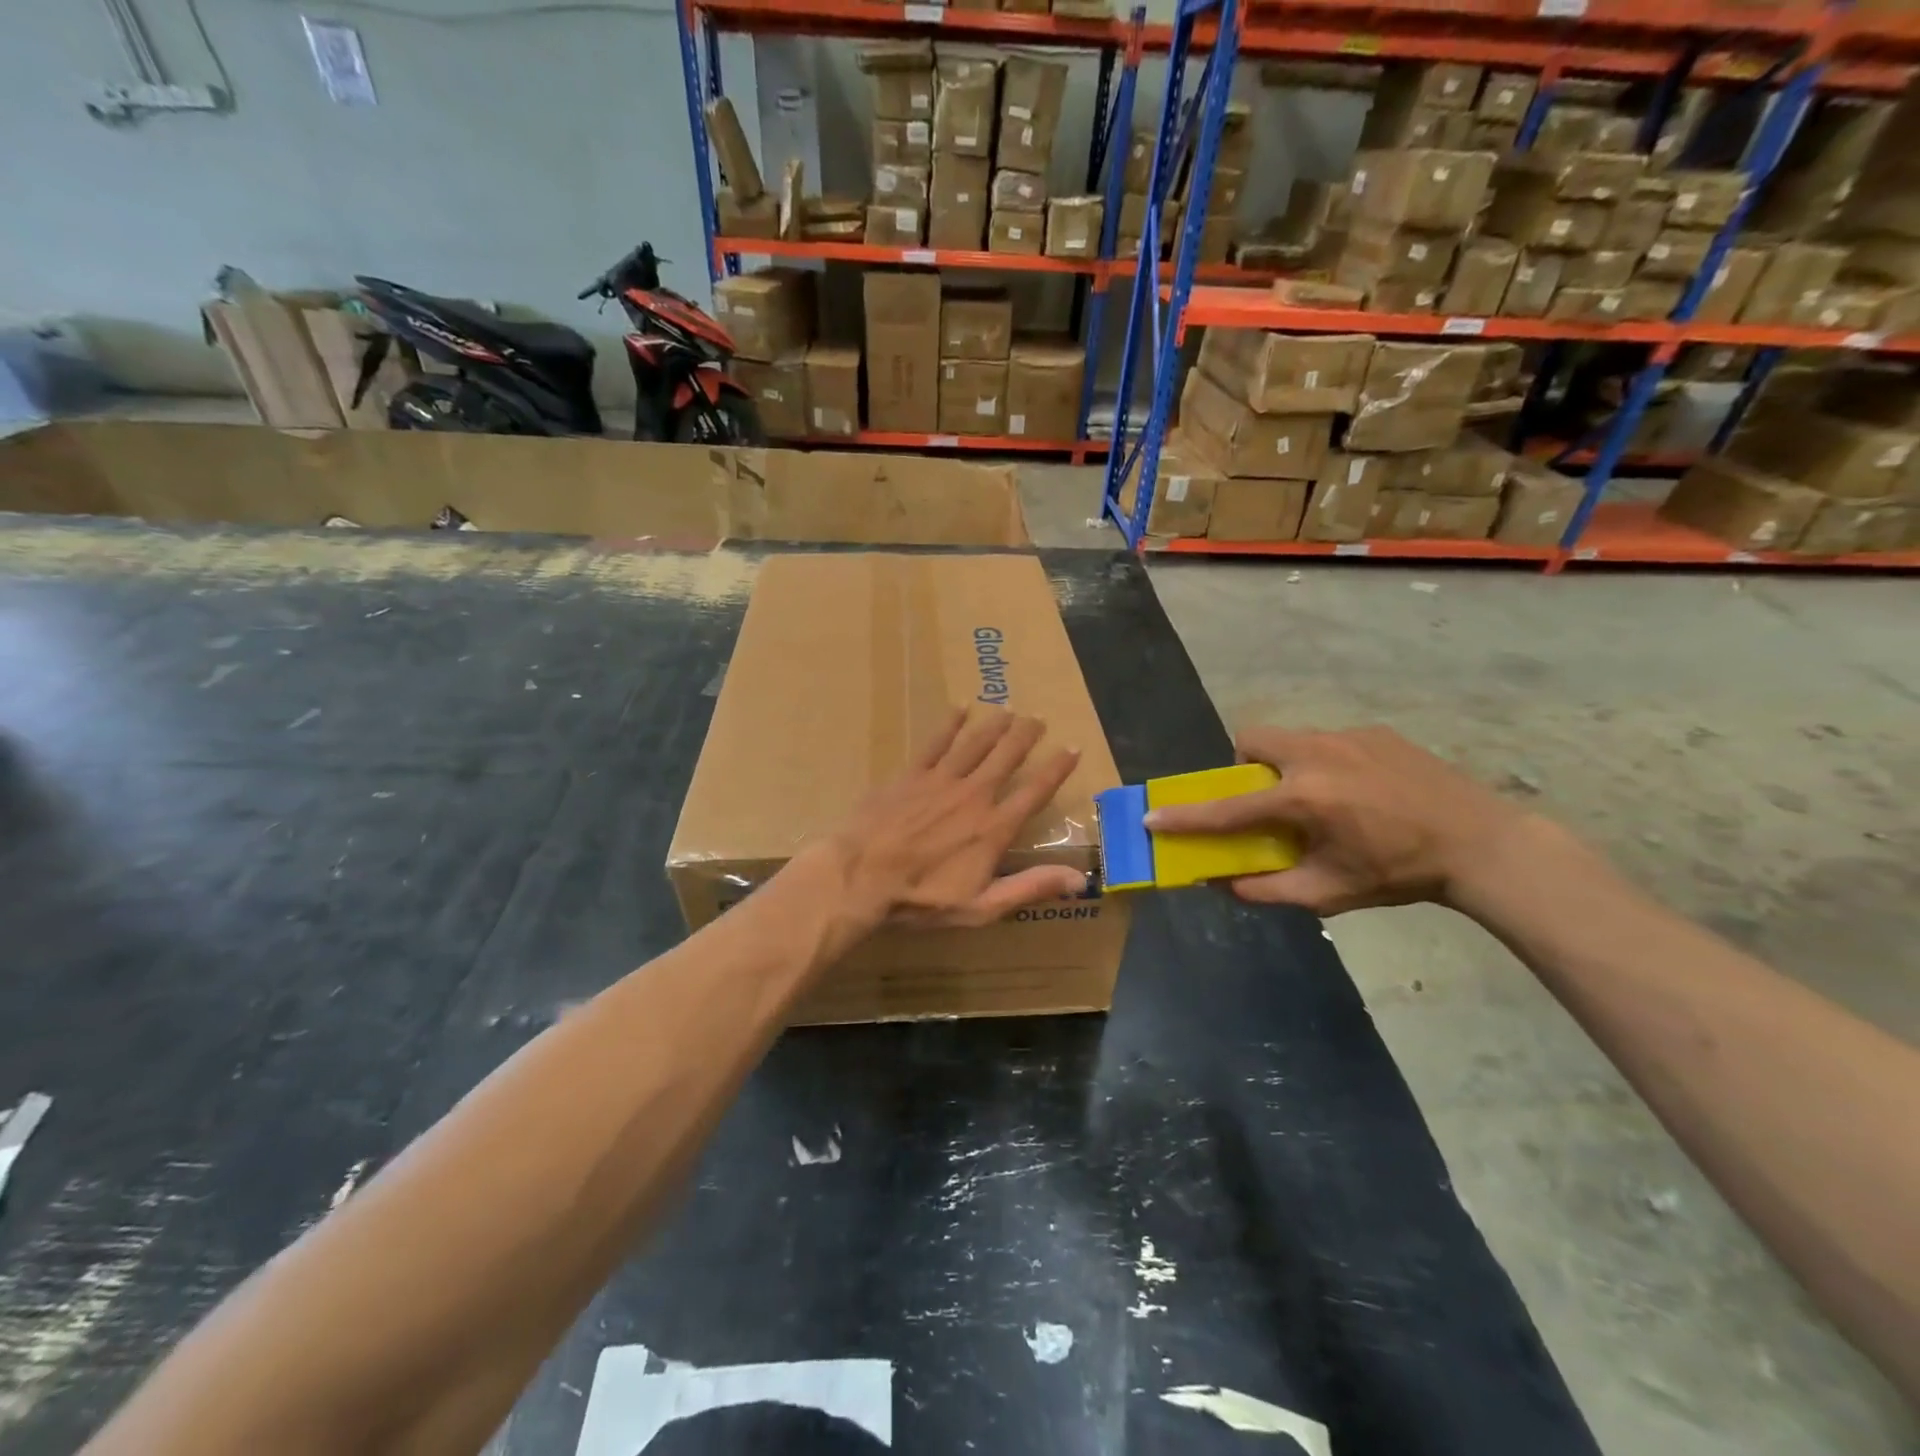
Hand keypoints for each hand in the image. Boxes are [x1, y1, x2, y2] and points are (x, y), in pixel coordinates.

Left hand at [823, 707, 1086, 929]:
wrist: (862, 877)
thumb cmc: (921, 899)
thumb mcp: (981, 907)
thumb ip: (1030, 888)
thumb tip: (1080, 879)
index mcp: (994, 828)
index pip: (1035, 791)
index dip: (1057, 769)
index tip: (1072, 748)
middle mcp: (974, 795)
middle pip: (1006, 757)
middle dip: (1026, 735)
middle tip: (1038, 718)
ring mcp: (941, 781)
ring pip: (975, 743)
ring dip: (995, 725)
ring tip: (1009, 710)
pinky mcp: (911, 775)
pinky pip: (936, 742)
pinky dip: (950, 724)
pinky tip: (960, 708)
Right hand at [1143, 726, 1526, 915]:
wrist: (1482, 843)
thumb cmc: (1400, 873)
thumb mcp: (1331, 893)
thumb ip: (1269, 889)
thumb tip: (1224, 884)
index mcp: (1303, 798)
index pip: (1228, 808)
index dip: (1187, 817)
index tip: (1152, 816)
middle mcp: (1316, 755)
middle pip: (1252, 739)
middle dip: (1244, 765)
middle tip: (1265, 798)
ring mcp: (1348, 736)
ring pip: (1290, 738)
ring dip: (1285, 764)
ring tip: (1320, 798)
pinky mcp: (1375, 731)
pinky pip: (1329, 741)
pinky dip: (1325, 763)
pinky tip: (1360, 792)